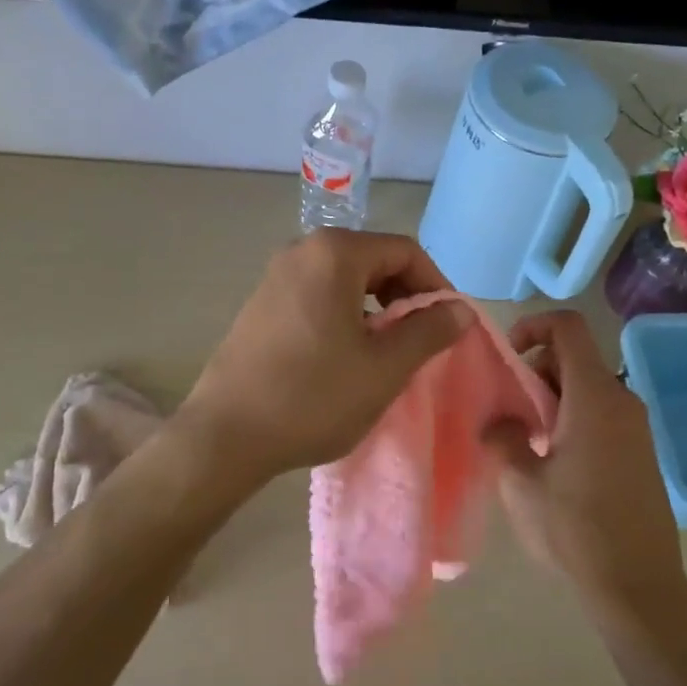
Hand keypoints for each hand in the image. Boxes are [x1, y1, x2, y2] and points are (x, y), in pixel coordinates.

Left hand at [178, 230, 471, 484]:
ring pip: (345, 280)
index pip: (405, 251)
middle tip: (422, 340)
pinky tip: (347, 356)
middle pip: (373, 260)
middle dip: (405, 296)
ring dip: (376, 308)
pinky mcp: (261, 304)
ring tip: (388, 352)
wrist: (226, 434)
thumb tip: (459, 309)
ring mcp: (275, 276)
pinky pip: (317, 295)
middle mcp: (302, 251)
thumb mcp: (385, 367)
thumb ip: (428, 331)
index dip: (436, 285)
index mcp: (334, 253)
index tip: (449, 325)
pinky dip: (344, 315)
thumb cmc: (314, 396)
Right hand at [485, 310, 686, 629]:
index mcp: (594, 397)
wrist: (638, 587)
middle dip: (536, 371)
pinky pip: (602, 414)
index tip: (507, 356)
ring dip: (552, 399)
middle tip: (509, 410)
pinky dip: (573, 418)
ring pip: (587, 388)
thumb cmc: (574, 529)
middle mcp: (622, 401)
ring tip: (526, 440)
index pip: (568, 328)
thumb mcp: (520, 483)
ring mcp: (637, 428)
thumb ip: (503, 437)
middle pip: (575, 358)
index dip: (534, 326)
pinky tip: (554, 462)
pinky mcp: (641, 453)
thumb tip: (500, 420)